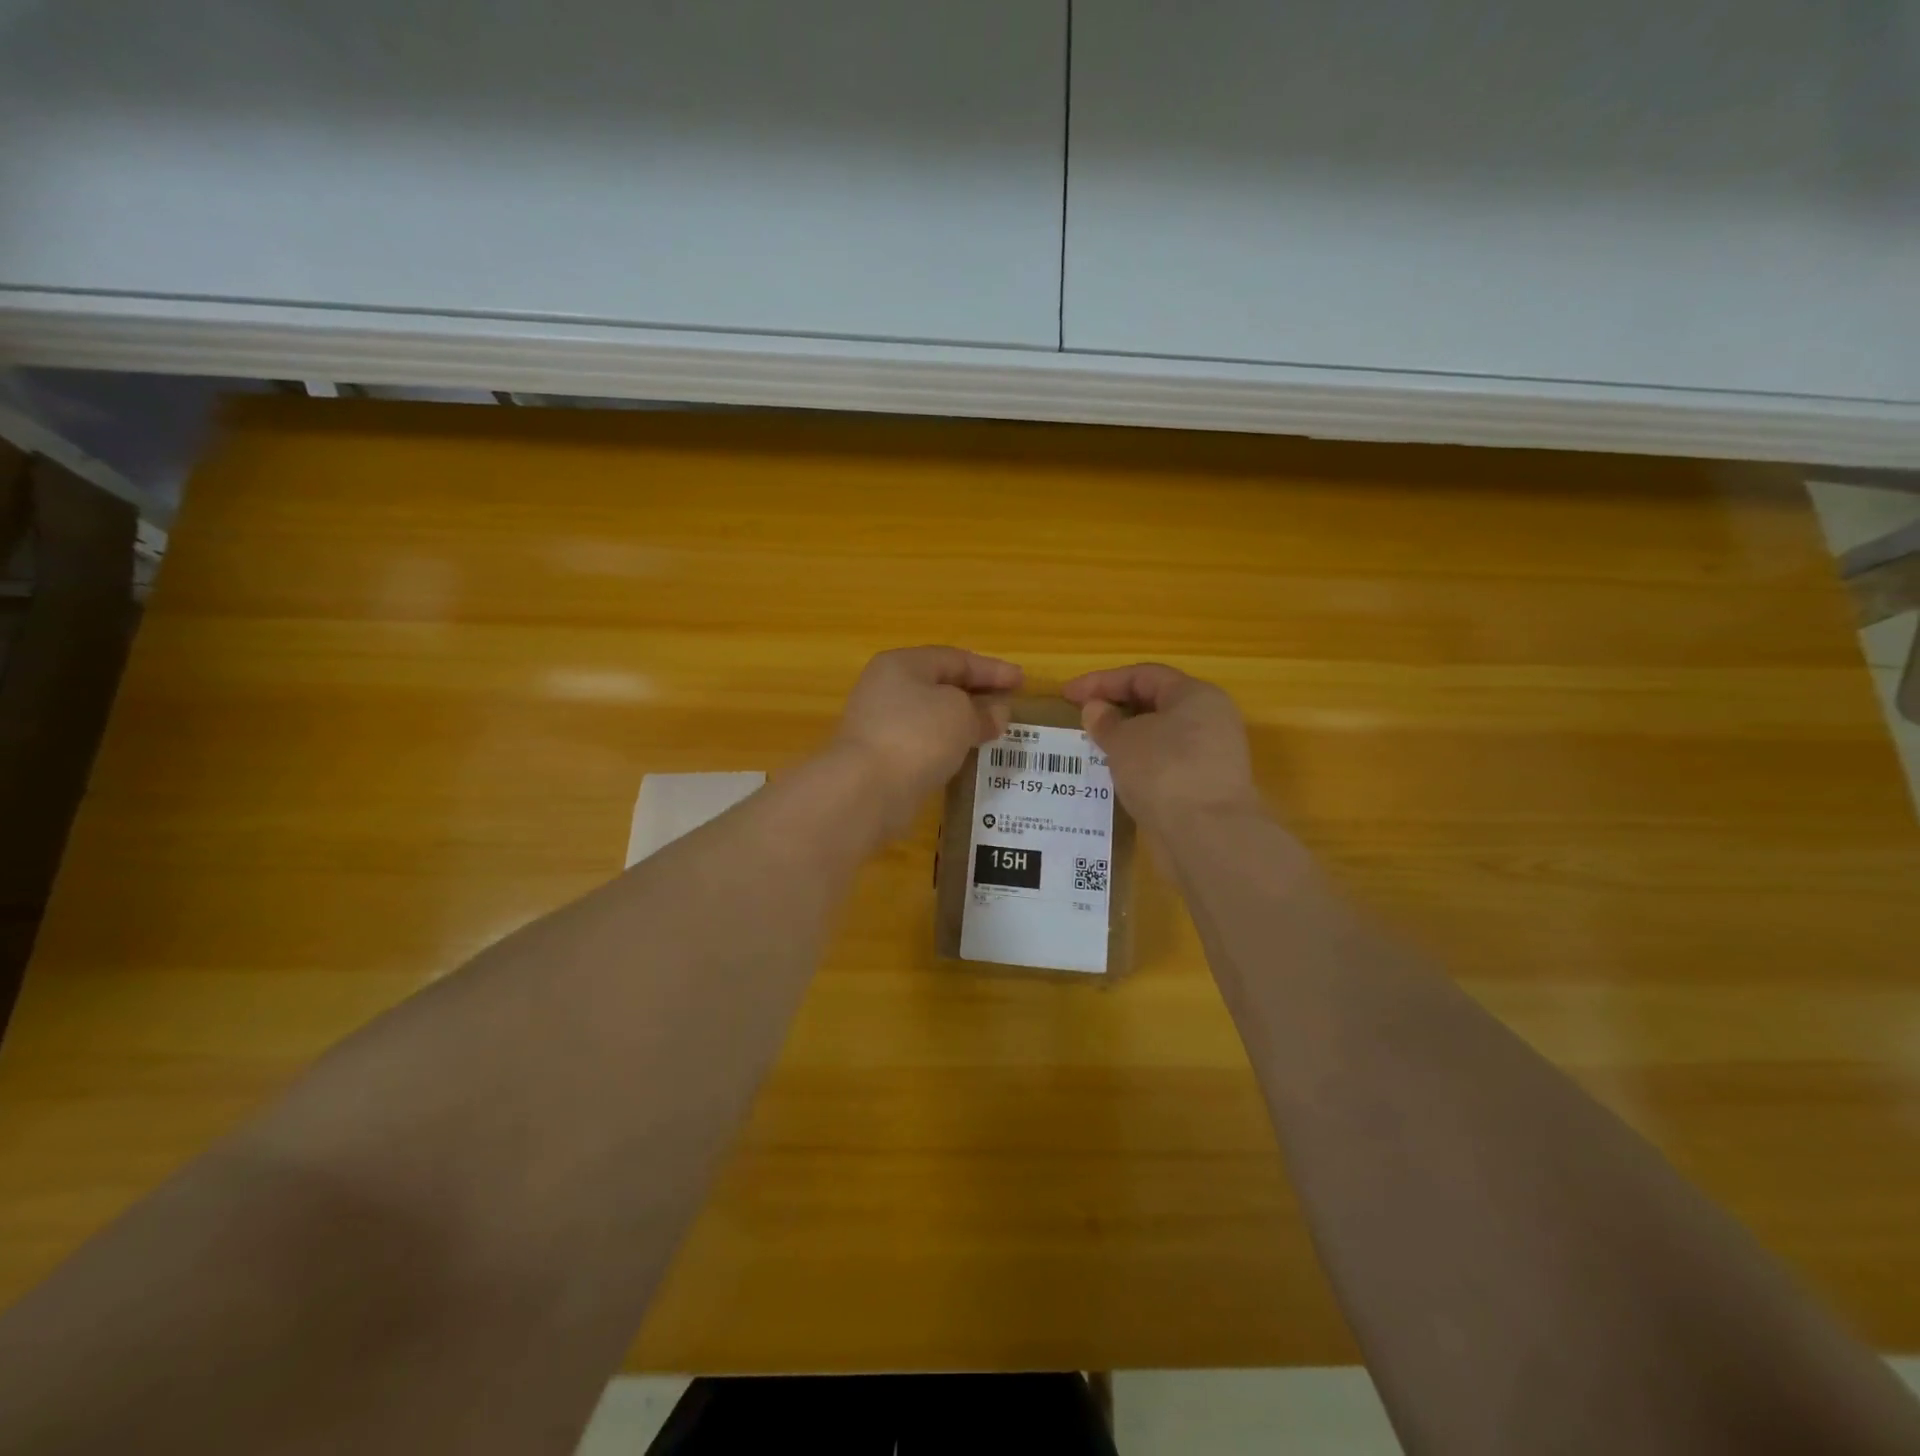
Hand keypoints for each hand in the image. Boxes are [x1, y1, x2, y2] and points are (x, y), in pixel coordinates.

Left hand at [829, 646, 1022, 836]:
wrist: (866, 790)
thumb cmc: (917, 736)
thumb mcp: (960, 715)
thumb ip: (983, 710)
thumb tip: (996, 713)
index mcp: (903, 664)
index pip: (956, 658)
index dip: (992, 670)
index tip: (1023, 681)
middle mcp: (887, 688)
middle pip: (941, 685)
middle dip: (978, 694)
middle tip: (1010, 704)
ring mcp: (880, 723)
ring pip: (932, 715)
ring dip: (964, 721)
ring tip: (995, 731)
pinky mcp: (881, 756)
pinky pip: (924, 742)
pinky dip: (948, 744)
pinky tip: (967, 755)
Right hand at [1061, 663, 1259, 832]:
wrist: (1207, 836)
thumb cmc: (1164, 772)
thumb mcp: (1124, 740)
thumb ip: (1105, 721)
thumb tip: (1096, 709)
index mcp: (1195, 695)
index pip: (1143, 675)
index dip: (1101, 681)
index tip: (1067, 695)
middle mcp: (1210, 719)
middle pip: (1156, 703)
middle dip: (1116, 708)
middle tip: (1081, 719)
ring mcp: (1212, 755)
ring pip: (1161, 736)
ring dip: (1127, 739)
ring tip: (1094, 748)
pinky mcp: (1206, 786)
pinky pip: (1166, 764)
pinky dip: (1140, 764)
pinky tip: (1117, 775)